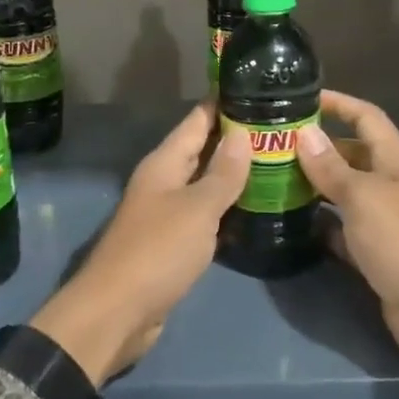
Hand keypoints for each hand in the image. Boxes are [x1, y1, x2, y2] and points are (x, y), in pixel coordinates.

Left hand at [29, 102, 249, 385]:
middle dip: (236, 137)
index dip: (224, 102)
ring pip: (205, 182)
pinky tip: (254, 207)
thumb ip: (222, 173)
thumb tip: (242, 134)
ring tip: (276, 161)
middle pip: (202, 149)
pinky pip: (205, 214)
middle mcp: (163, 181)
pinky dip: (227, 207)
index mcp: (164, 163)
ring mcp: (167, 212)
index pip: (197, 120)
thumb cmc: (158, 251)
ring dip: (234, 173)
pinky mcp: (173, 243)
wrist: (117, 312)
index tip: (257, 86)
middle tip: (280, 126)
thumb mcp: (197, 208)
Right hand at [293, 90, 398, 376]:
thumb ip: (331, 167)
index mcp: (396, 160)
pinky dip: (322, 222)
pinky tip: (293, 221)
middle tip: (274, 144)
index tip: (301, 97)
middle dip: (318, 146)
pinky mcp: (377, 251)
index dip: (338, 102)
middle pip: (352, 153)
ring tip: (274, 177)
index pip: (366, 116)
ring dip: (316, 184)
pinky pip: (343, 227)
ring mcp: (386, 218)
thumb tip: (304, 133)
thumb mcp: (362, 197)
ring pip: (345, 191)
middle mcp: (392, 183)